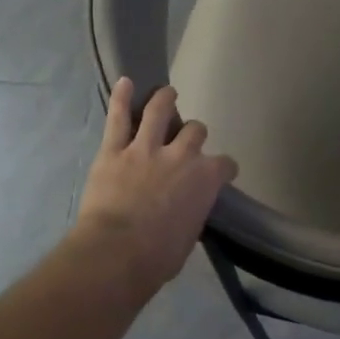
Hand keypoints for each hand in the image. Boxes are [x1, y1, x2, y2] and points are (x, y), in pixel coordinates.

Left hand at [72, 79, 237, 294]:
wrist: (118, 253)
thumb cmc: (159, 256)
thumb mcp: (190, 235)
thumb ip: (193, 212)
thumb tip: (187, 210)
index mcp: (206, 179)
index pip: (225, 165)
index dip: (224, 169)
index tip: (221, 174)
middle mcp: (182, 155)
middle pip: (195, 131)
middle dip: (194, 133)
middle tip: (187, 139)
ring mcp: (146, 149)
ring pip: (160, 112)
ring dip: (165, 99)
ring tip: (166, 92)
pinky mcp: (114, 150)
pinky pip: (119, 118)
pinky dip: (121, 98)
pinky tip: (125, 82)